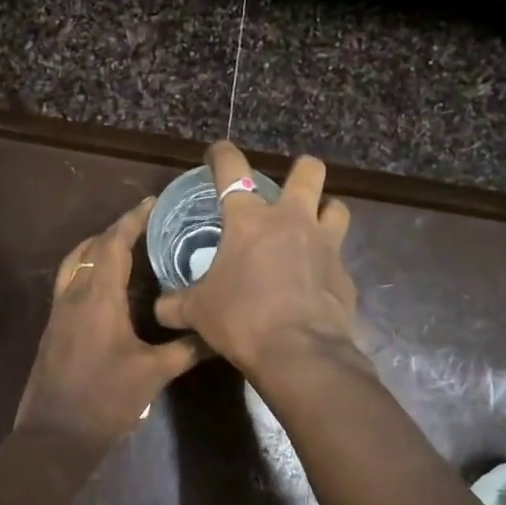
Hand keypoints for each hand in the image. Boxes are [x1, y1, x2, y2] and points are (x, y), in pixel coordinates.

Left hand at [17, 198, 206, 447]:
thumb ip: (187, 348)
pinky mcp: (54, 328)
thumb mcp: (154, 373)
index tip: (152, 203)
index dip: (132, 220)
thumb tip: (218, 332)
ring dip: (96, 247)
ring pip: (75, 263)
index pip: (113, 244)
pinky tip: (107, 286)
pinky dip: (87, 269)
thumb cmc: (106, 400)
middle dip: (117, 230)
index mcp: (98, 297)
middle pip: (92, 248)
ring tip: (124, 246)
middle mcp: (74, 295)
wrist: (55, 435)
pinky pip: (69, 282)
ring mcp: (59, 311)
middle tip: (146, 224)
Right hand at [154, 141, 359, 380]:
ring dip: (325, 211)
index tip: (218, 152)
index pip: (232, 169)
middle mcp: (292, 221)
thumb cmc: (241, 319)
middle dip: (301, 170)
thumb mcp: (197, 312)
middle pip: (308, 171)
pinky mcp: (345, 275)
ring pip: (337, 207)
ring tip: (312, 227)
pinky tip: (316, 282)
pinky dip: (328, 263)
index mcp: (250, 220)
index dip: (222, 154)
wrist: (299, 352)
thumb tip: (160, 308)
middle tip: (288, 186)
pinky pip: (339, 258)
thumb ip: (175, 304)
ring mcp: (326, 245)